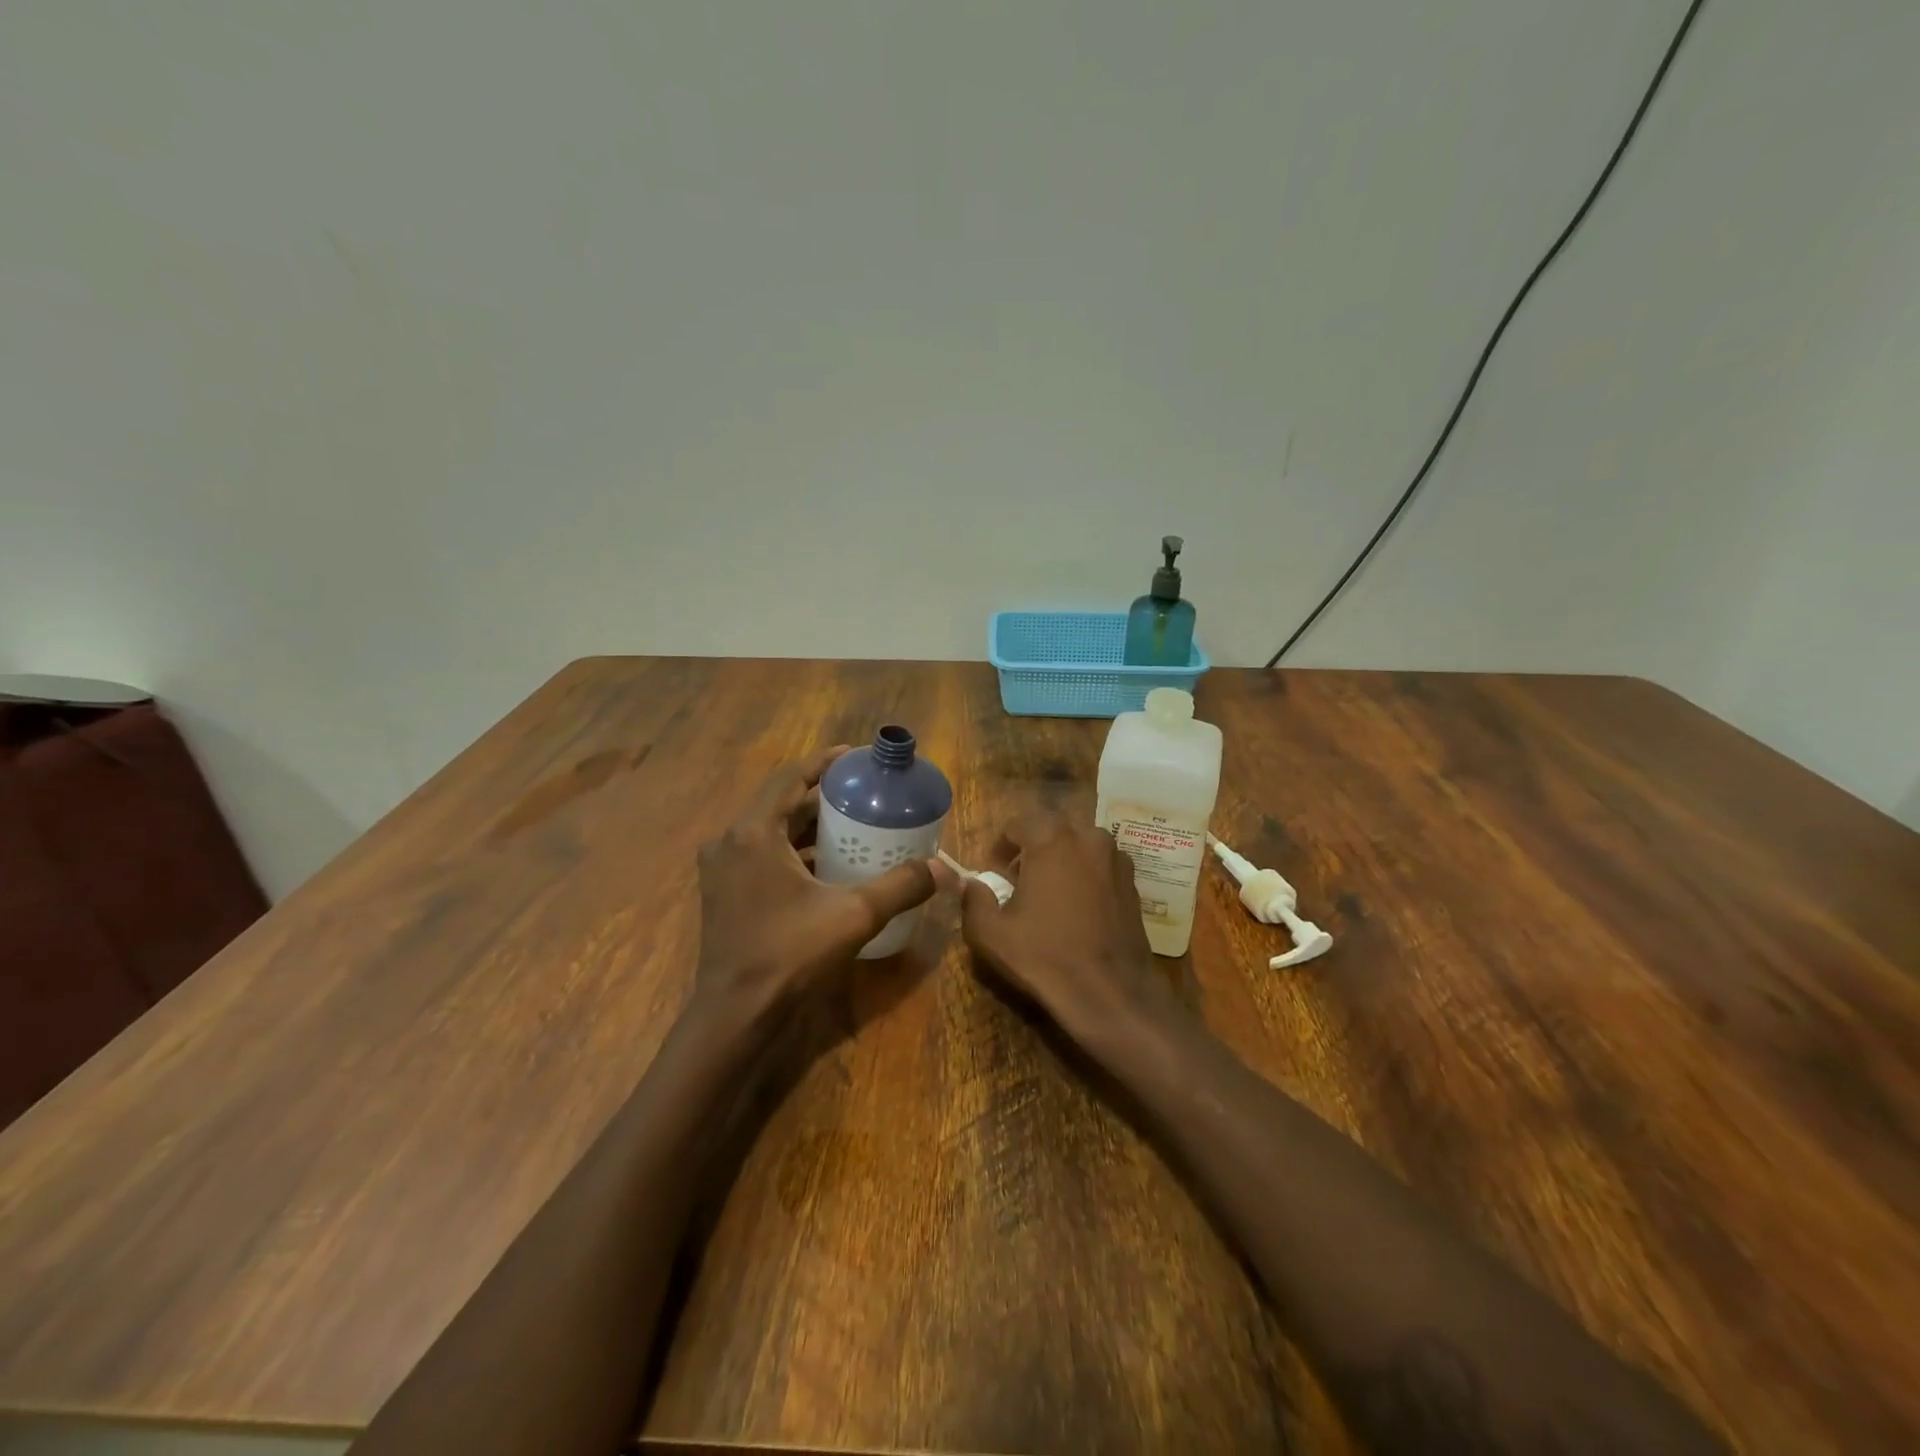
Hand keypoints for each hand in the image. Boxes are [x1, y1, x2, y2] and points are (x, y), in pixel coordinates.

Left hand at [693, 747, 954, 1031]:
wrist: (735, 1016)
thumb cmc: (789, 955)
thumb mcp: (853, 916)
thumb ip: (900, 886)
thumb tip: (945, 869)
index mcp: (753, 832)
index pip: (789, 777)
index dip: (823, 763)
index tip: (855, 758)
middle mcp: (730, 842)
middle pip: (781, 804)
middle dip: (822, 797)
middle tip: (864, 796)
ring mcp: (723, 869)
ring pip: (771, 831)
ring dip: (809, 826)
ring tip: (853, 826)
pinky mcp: (725, 893)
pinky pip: (763, 855)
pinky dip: (795, 852)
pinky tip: (828, 866)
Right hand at [959, 812, 1168, 1031]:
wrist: (1110, 993)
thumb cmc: (1044, 956)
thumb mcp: (990, 932)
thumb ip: (972, 899)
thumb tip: (968, 883)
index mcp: (1052, 839)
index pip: (1018, 824)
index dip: (1001, 846)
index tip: (993, 872)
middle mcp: (1089, 837)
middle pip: (1051, 831)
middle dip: (1032, 850)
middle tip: (1018, 882)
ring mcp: (1116, 859)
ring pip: (1079, 847)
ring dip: (1061, 861)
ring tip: (1049, 896)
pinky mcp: (1133, 883)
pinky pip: (1100, 867)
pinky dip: (1085, 877)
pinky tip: (1077, 910)